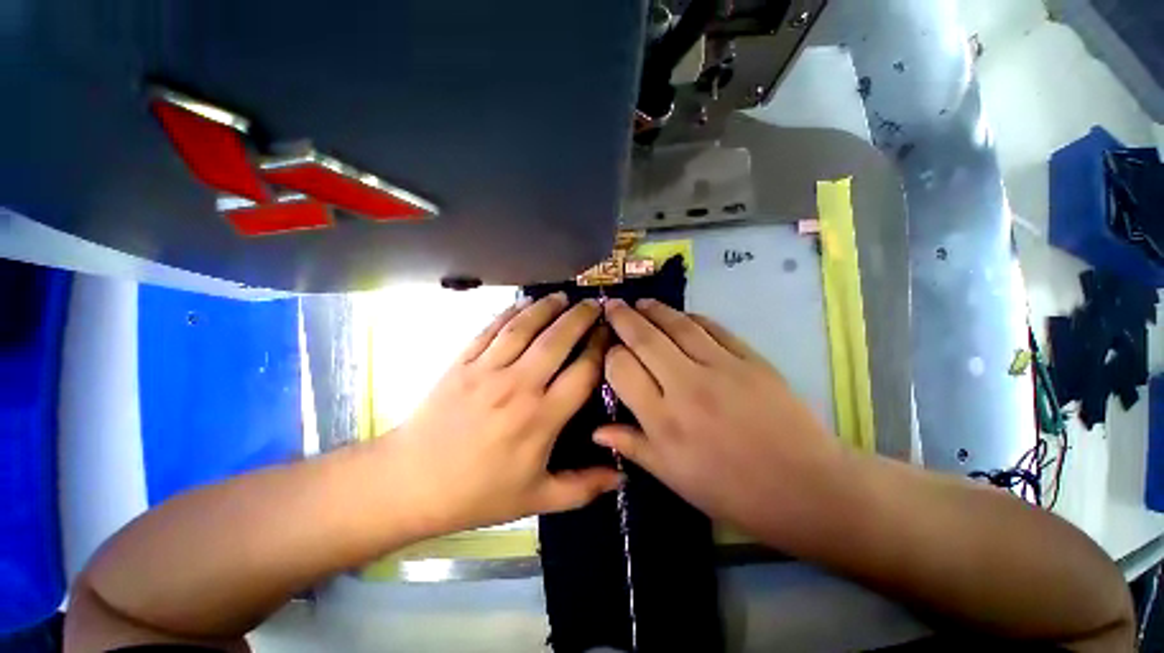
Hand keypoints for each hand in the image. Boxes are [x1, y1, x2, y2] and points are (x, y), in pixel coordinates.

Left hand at [383, 292, 620, 536]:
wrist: (411, 481)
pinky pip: (491, 328)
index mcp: (540, 418)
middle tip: (594, 304)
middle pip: (556, 341)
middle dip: (579, 317)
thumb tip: (623, 478)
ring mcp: (486, 369)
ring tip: (564, 296)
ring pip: (524, 327)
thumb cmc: (478, 492)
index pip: (581, 372)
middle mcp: (517, 386)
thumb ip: (583, 488)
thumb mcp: (536, 498)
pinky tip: (524, 302)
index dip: (599, 349)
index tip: (610, 334)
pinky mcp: (462, 361)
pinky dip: (510, 311)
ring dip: (546, 307)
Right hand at [594, 298, 845, 551]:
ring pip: (677, 325)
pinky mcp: (750, 358)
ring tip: (639, 303)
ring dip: (654, 309)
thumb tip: (596, 430)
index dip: (610, 355)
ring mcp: (721, 367)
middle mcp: (686, 386)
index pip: (622, 368)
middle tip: (611, 305)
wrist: (807, 488)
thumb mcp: (673, 477)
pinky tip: (680, 315)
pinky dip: (690, 316)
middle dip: (622, 318)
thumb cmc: (732, 491)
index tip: (608, 350)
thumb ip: (632, 446)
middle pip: (644, 338)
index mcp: (663, 421)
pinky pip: (712, 327)